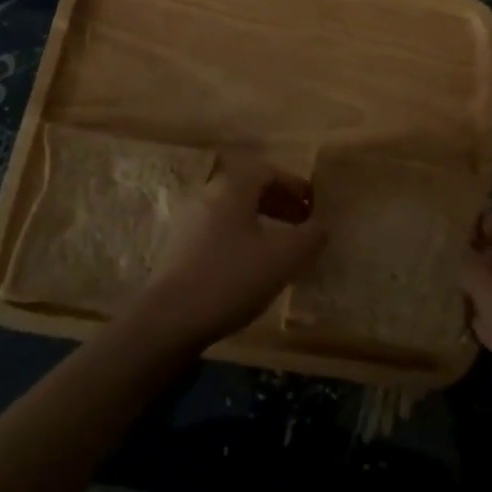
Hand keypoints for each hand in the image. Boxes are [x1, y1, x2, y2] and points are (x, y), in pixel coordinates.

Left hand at [128, 157, 327, 349]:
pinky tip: (252, 269)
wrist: (169, 320)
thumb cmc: (231, 277)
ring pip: (234, 212)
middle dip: (280, 204)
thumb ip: (310, 237)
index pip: (269, 171)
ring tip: (281, 248)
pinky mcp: (179, 250)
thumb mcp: (284, 257)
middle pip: (249, 189)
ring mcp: (189, 223)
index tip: (314, 205)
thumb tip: (322, 225)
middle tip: (302, 224)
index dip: (295, 185)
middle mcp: (208, 196)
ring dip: (261, 223)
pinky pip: (219, 232)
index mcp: (232, 187)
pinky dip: (242, 240)